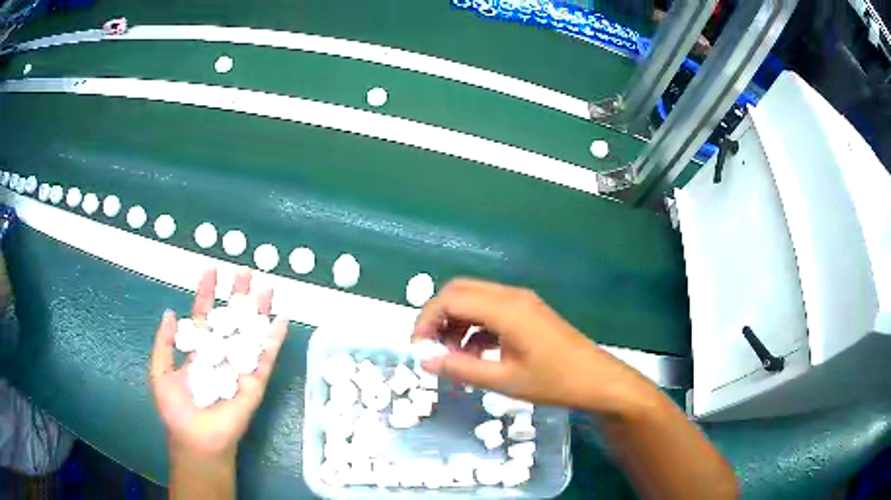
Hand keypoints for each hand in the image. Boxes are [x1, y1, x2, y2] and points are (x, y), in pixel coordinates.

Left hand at [150, 269, 289, 460]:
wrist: (197, 441)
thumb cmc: (176, 411)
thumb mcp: (160, 373)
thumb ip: (164, 344)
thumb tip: (170, 312)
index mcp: (198, 351)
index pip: (203, 315)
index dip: (207, 293)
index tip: (211, 270)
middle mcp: (220, 354)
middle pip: (231, 320)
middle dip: (238, 295)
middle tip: (246, 271)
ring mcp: (239, 367)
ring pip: (251, 334)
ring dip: (259, 311)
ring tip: (267, 287)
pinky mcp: (255, 382)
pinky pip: (266, 358)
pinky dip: (274, 340)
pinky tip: (281, 319)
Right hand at [413, 279, 654, 416]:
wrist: (596, 379)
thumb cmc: (553, 381)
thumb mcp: (503, 380)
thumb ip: (461, 368)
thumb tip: (426, 361)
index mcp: (505, 309)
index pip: (451, 299)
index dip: (427, 319)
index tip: (418, 347)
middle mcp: (511, 296)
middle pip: (460, 291)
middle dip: (438, 316)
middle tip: (430, 347)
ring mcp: (521, 301)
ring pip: (475, 298)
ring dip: (456, 321)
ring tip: (450, 354)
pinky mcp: (528, 311)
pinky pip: (490, 309)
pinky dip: (474, 326)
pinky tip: (473, 352)